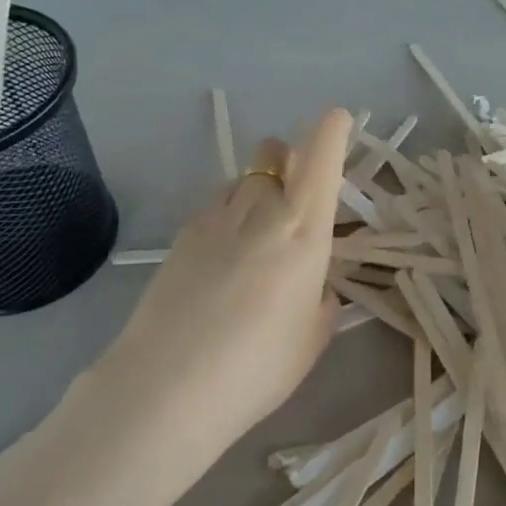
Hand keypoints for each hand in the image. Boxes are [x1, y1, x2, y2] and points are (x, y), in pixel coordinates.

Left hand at [76, 108, 355, 487]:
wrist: (167, 388)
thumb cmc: (257, 368)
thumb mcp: (312, 338)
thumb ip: (320, 299)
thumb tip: (312, 284)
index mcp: (303, 233)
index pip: (320, 161)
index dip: (331, 131)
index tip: (337, 117)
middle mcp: (260, 212)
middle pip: (273, 153)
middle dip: (288, 158)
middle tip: (294, 192)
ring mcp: (214, 219)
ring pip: (241, 178)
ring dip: (257, 187)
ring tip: (257, 231)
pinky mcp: (180, 237)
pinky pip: (214, 206)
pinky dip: (228, 214)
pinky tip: (223, 257)